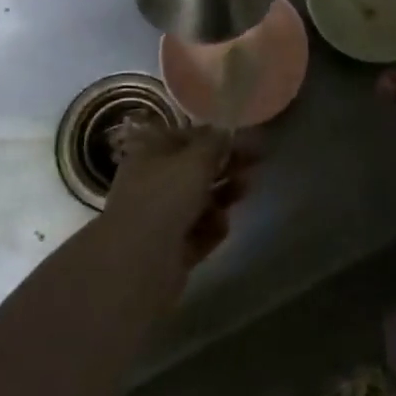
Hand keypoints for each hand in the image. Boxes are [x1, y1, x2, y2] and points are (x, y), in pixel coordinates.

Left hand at [101, 121, 251, 266]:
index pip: (184, 137)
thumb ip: (215, 143)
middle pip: (195, 170)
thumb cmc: (166, 197)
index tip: (242, 137)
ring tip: (245, 189)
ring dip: (224, 194)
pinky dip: (212, 227)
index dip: (213, 135)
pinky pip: (199, 232)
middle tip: (255, 161)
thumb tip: (226, 131)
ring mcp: (160, 218)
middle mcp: (152, 183)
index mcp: (149, 154)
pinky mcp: (171, 249)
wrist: (139, 263)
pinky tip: (221, 225)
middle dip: (225, 165)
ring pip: (200, 201)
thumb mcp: (196, 160)